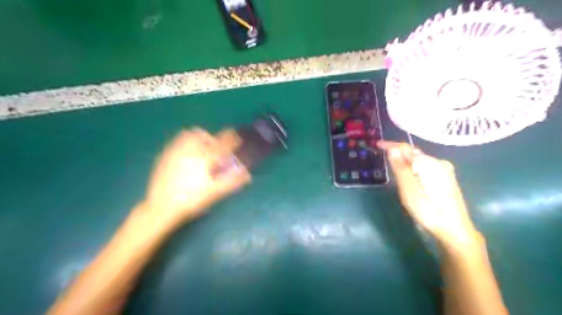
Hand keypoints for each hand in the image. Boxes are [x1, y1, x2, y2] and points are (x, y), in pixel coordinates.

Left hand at [142, 128, 250, 228]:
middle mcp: (190, 150)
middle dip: (212, 137)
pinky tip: (186, 154)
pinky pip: (177, 141)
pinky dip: (185, 142)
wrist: (161, 207)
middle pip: (203, 134)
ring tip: (201, 148)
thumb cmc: (192, 200)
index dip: (232, 138)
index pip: (223, 143)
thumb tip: (248, 174)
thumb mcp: (215, 192)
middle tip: (215, 147)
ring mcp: (175, 151)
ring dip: (198, 137)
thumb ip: (233, 181)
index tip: (236, 137)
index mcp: (205, 158)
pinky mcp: (165, 156)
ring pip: (188, 134)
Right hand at [377, 141, 477, 246]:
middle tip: (383, 157)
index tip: (377, 144)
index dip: (390, 145)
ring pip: (419, 160)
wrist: (455, 230)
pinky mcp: (446, 178)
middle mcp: (439, 162)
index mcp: (429, 163)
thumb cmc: (428, 210)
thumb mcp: (409, 189)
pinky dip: (414, 168)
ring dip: (405, 161)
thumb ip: (400, 168)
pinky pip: (425, 167)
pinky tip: (410, 177)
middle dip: (398, 153)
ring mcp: (444, 170)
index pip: (406, 147)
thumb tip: (392, 148)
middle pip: (413, 153)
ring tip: (394, 168)